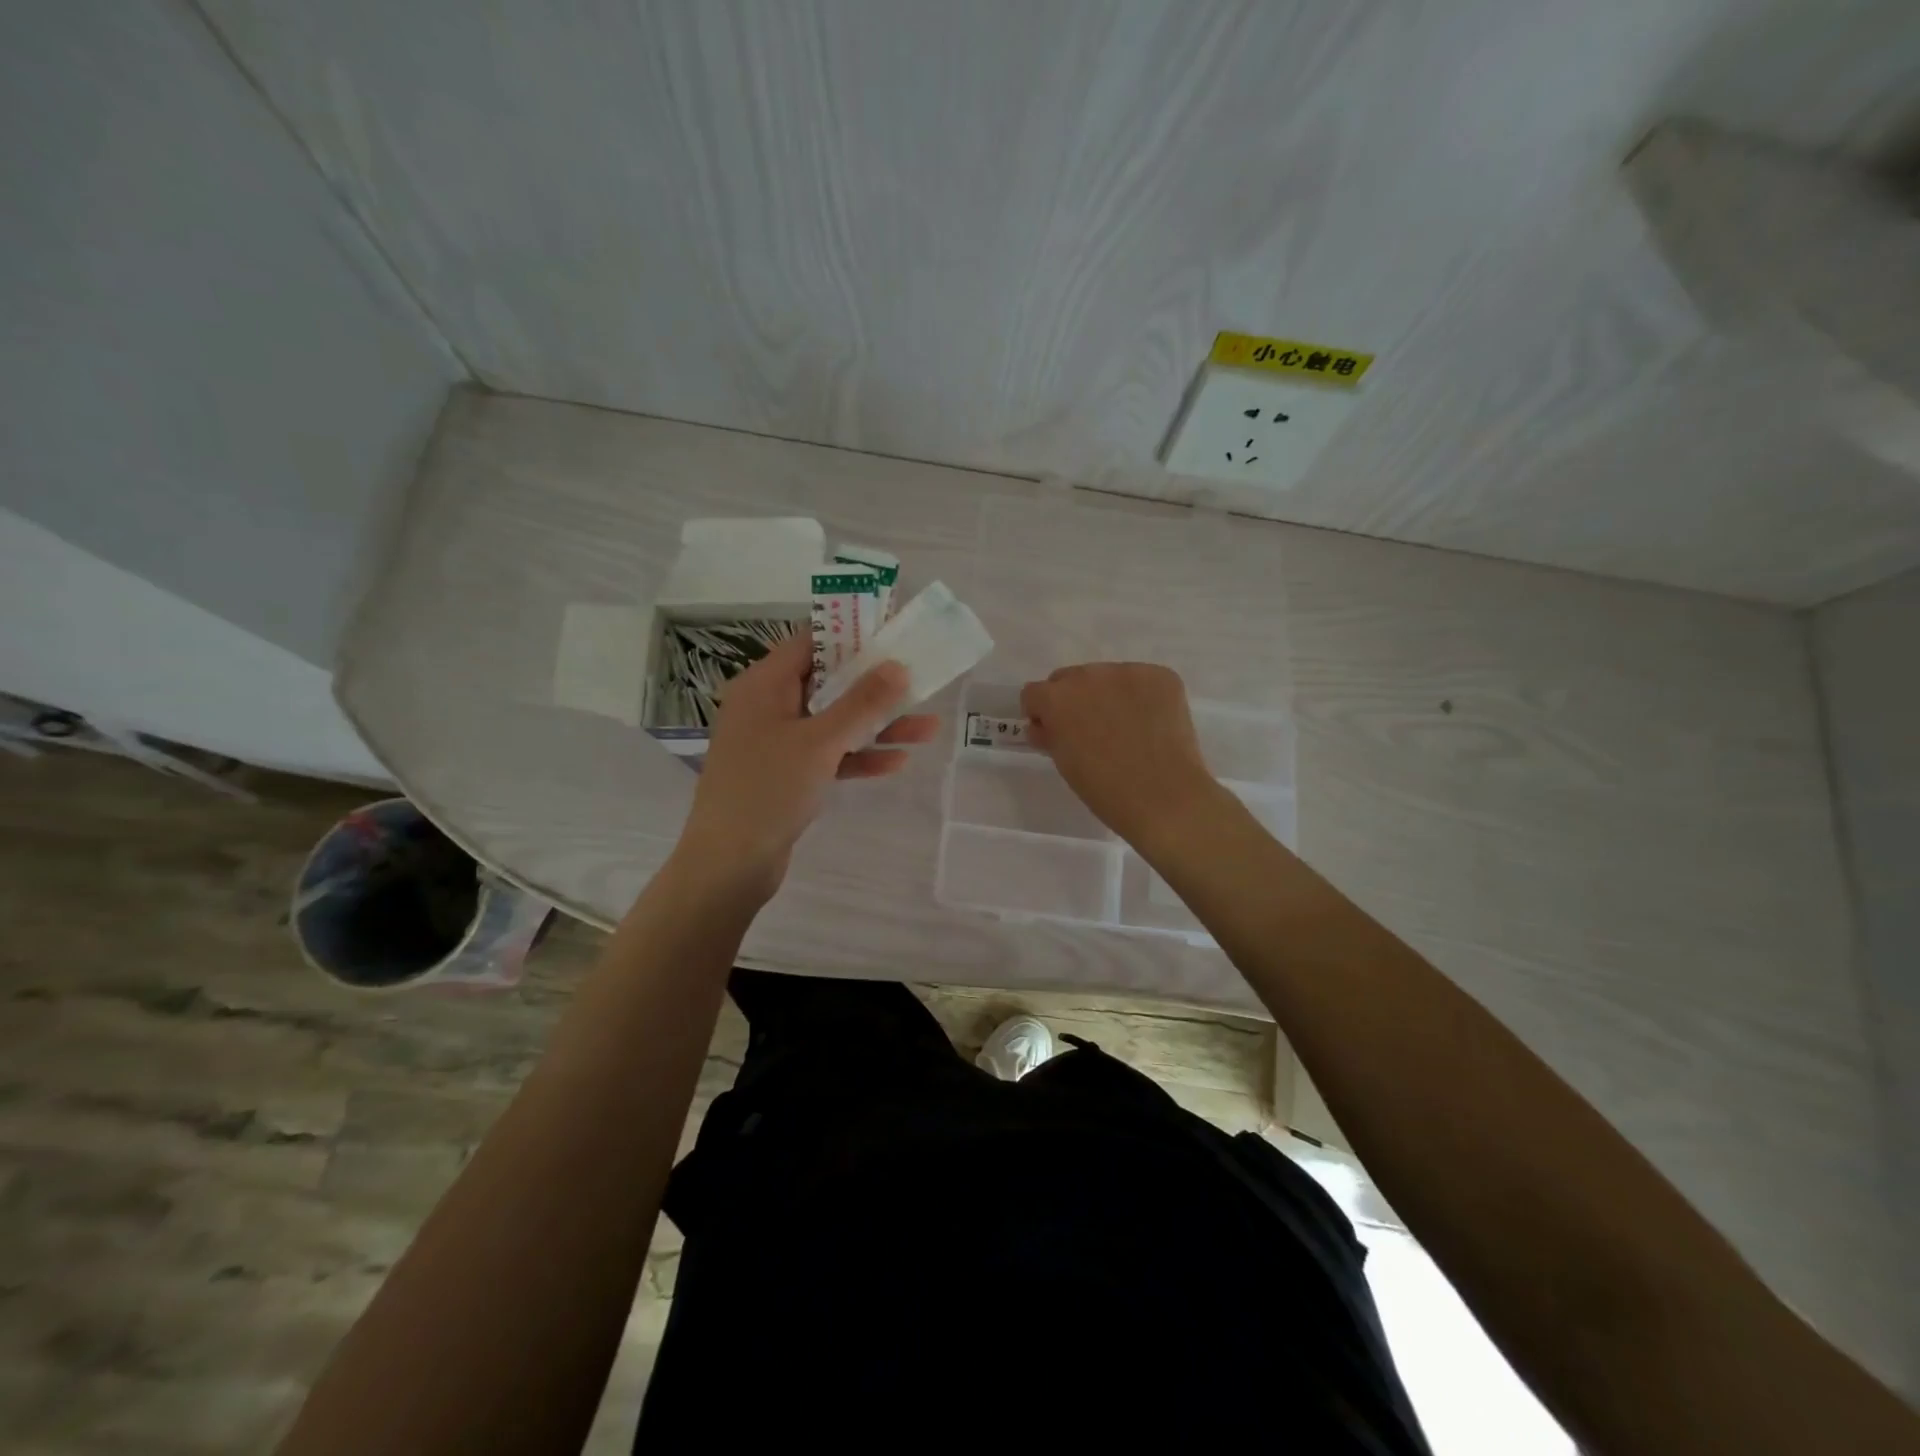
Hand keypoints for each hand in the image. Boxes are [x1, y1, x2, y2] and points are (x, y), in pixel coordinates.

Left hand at [674, 633, 938, 901]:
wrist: (729, 863)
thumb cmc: (768, 790)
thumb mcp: (820, 742)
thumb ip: (862, 703)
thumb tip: (897, 665)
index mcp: (764, 685)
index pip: (811, 643)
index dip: (852, 636)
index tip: (893, 636)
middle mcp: (768, 706)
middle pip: (828, 683)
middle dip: (875, 687)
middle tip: (918, 681)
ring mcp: (776, 742)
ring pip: (833, 722)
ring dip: (876, 725)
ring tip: (927, 728)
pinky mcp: (786, 774)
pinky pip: (827, 754)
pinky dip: (857, 756)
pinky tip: (897, 762)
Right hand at [1021, 663, 1220, 849]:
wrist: (1164, 797)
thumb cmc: (1104, 789)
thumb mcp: (1064, 763)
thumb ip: (1049, 735)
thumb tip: (1044, 726)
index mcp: (1057, 698)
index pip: (1035, 693)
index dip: (1041, 713)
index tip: (1053, 732)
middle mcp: (1089, 675)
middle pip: (1070, 679)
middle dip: (1073, 700)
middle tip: (1091, 731)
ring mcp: (1129, 671)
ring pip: (1108, 677)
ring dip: (1108, 695)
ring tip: (1126, 729)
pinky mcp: (1161, 676)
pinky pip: (1142, 680)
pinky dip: (1141, 698)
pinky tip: (1151, 724)